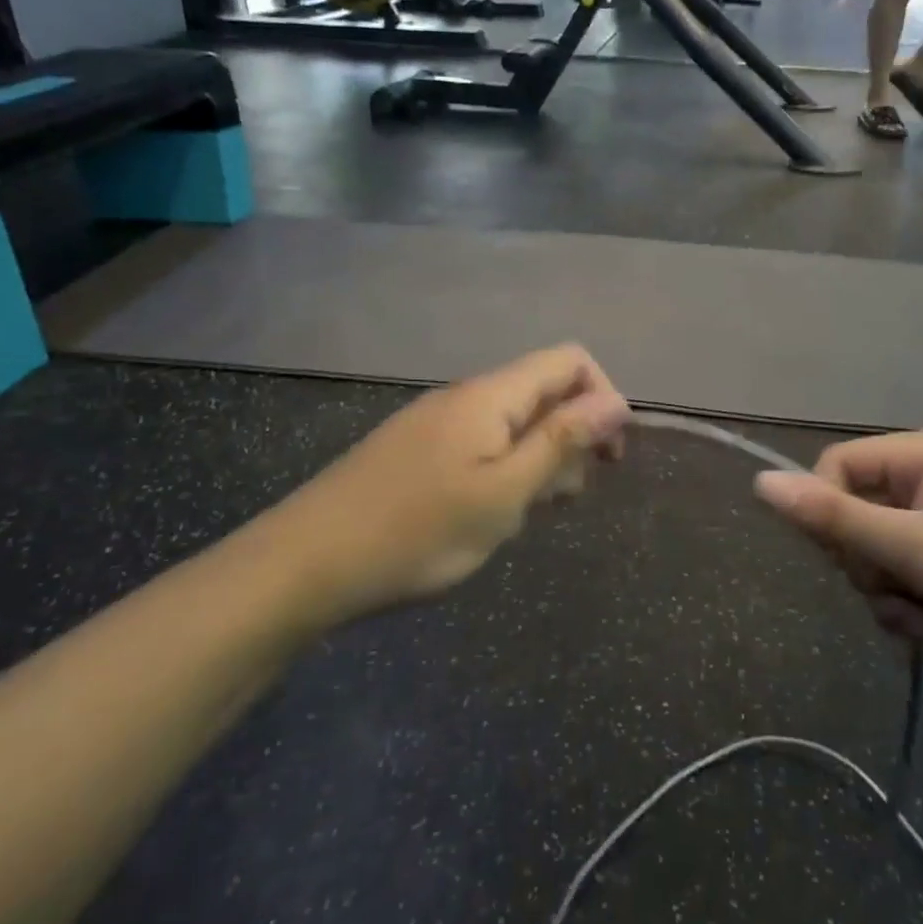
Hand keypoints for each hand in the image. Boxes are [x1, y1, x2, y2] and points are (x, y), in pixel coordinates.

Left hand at [285, 345, 630, 615]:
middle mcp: (465, 396)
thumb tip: (616, 400)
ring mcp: (436, 421)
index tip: (608, 456)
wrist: (306, 563)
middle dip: (571, 435)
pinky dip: (503, 470)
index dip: (603, 397)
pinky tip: (487, 515)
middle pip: (542, 391)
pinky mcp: (416, 449)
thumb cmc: (418, 531)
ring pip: (511, 422)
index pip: (569, 361)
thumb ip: (561, 441)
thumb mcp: (504, 493)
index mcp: (491, 395)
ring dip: (538, 459)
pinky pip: (479, 443)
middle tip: (565, 497)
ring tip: (527, 514)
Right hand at [754, 431, 922, 700]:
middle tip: (895, 597)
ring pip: (881, 543)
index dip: (827, 513)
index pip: (839, 466)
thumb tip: (761, 483)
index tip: (843, 561)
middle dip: (867, 562)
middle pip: (858, 508)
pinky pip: (910, 563)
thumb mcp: (914, 550)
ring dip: (888, 588)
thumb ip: (834, 517)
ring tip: (922, 624)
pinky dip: (911, 596)